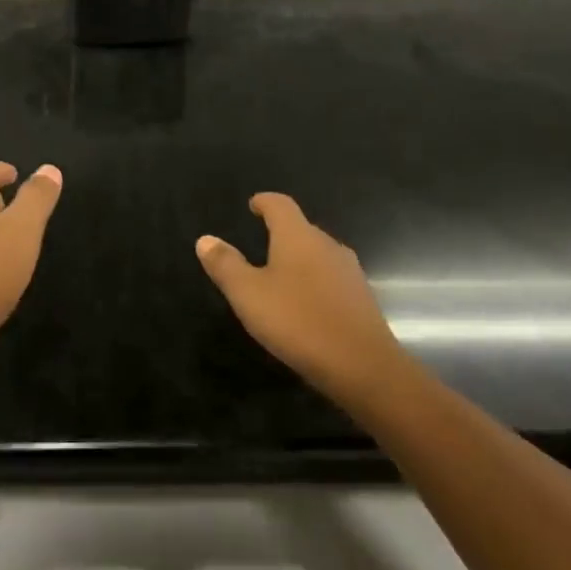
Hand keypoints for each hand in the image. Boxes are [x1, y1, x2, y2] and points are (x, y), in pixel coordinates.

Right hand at [196, 193, 402, 399]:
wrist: (364, 367)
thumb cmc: (298, 321)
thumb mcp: (248, 294)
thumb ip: (225, 265)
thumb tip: (205, 239)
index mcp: (298, 237)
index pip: (280, 205)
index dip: (264, 202)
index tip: (253, 205)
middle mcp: (327, 245)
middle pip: (302, 228)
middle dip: (281, 232)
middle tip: (260, 245)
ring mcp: (349, 272)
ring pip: (318, 254)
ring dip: (299, 259)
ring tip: (280, 276)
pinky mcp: (362, 299)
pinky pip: (332, 279)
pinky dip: (315, 282)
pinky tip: (306, 305)